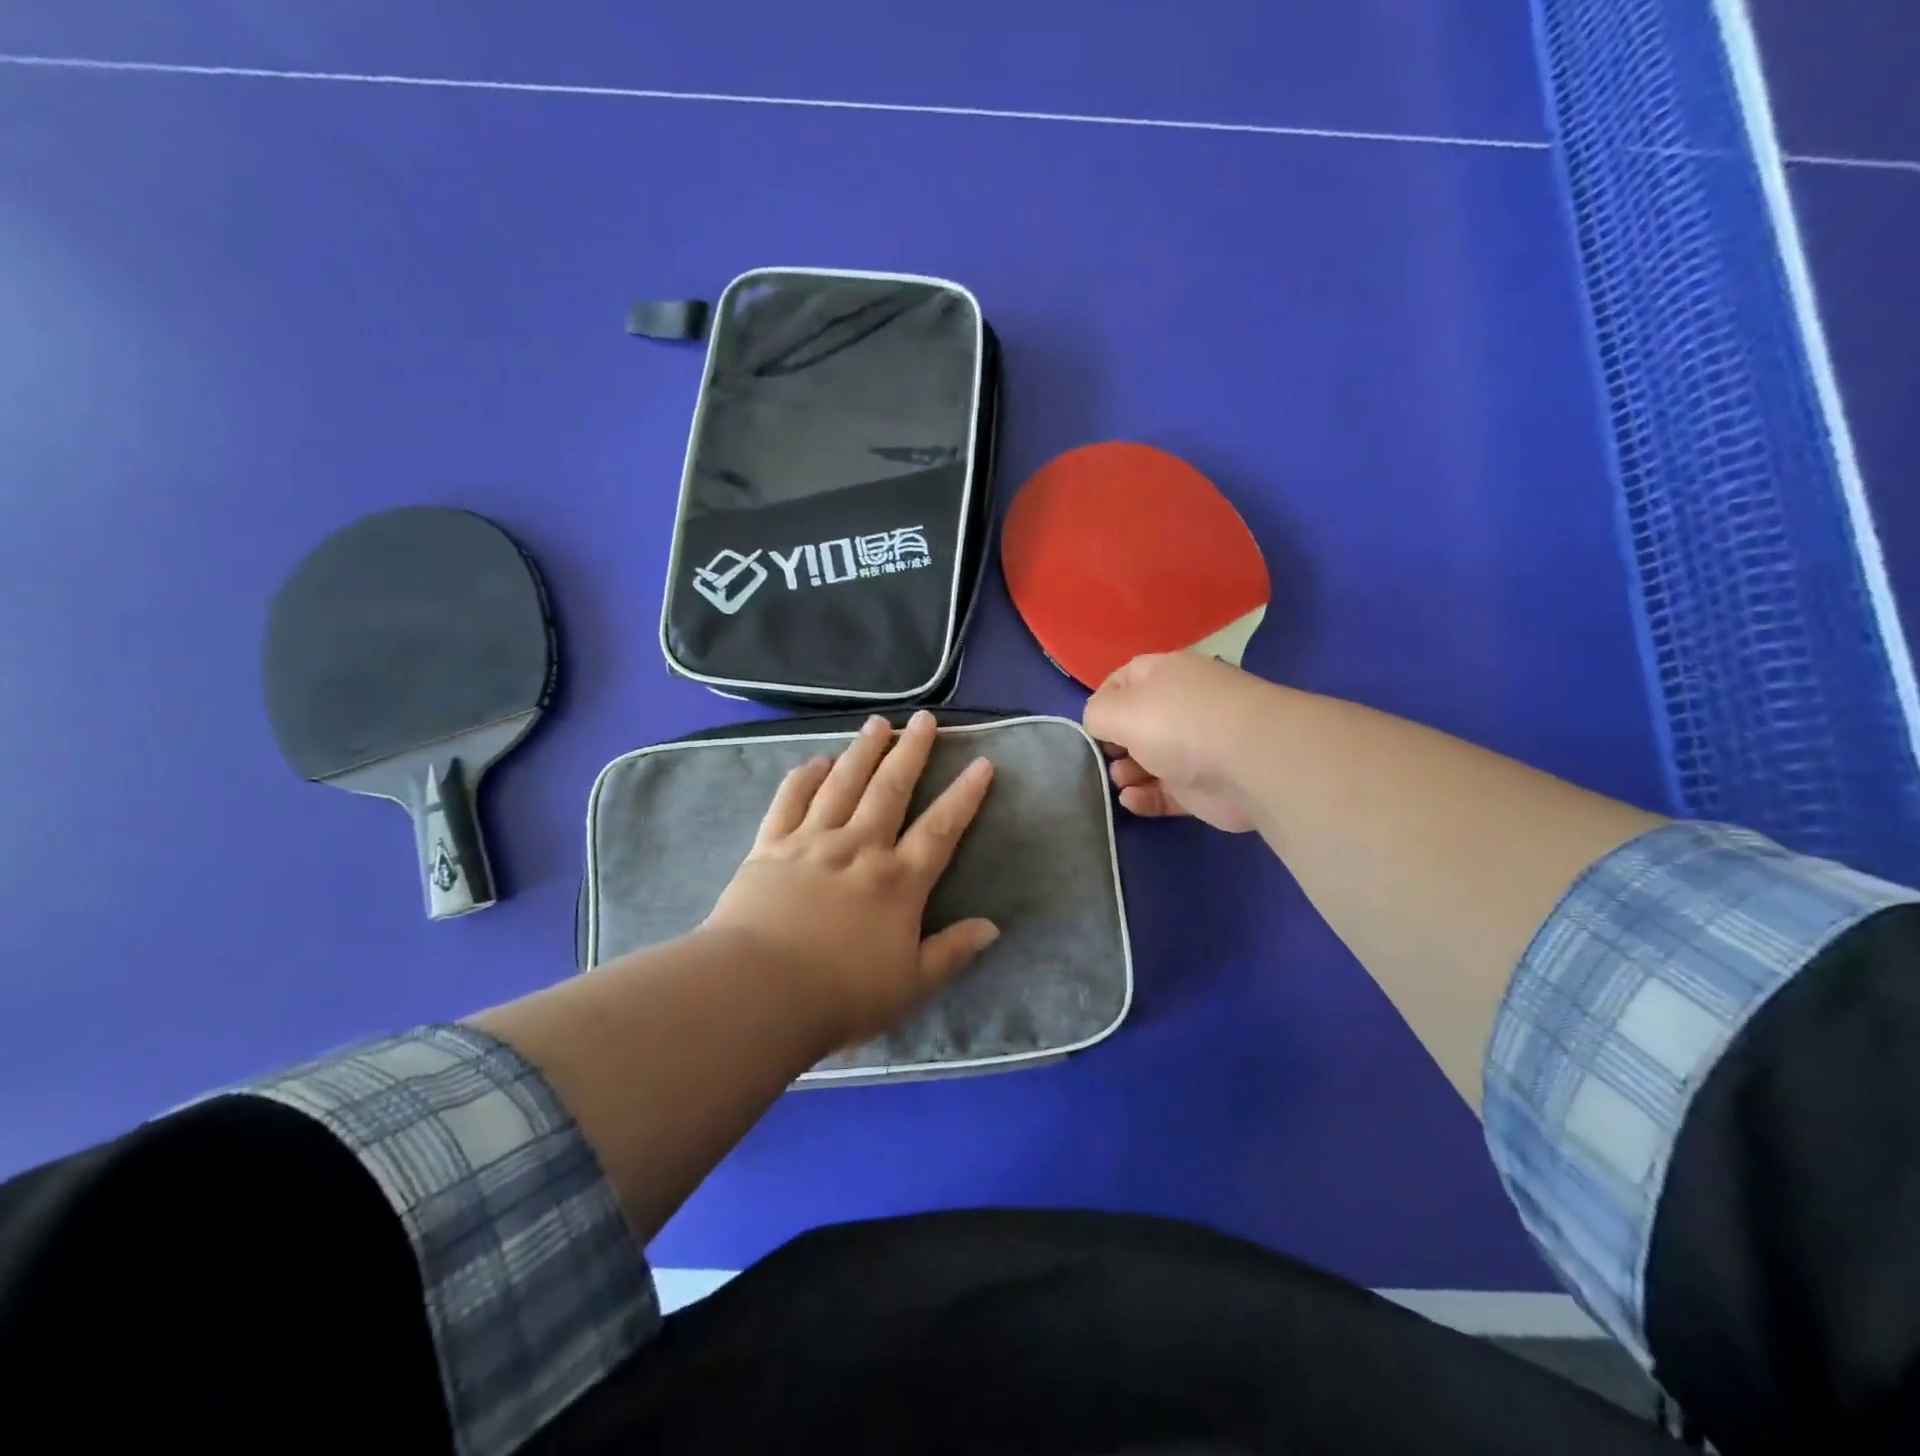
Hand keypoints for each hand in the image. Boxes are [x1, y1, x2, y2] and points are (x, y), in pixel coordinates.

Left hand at [705, 711, 998, 1049]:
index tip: (981, 762)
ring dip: (863, 750)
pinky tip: (816, 760)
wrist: (758, 992)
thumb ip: (951, 953)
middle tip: (925, 719)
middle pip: (891, 790)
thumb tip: (992, 927)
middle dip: (911, 752)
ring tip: (878, 722)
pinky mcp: (770, 847)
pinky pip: (790, 801)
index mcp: (898, 882)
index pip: (941, 830)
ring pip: (843, 784)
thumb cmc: (840, 996)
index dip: (964, 796)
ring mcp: (812, 842)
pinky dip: (804, 777)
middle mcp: (859, 849)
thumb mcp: (910, 985)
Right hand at [1083, 652, 1276, 832]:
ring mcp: (1197, 748)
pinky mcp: (1205, 788)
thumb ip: (1096, 714)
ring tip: (1120, 779)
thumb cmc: (1178, 723)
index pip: (1125, 678)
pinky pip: (1166, 792)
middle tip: (1104, 757)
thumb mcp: (1119, 710)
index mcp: (1166, 675)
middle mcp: (1183, 707)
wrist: (1251, 762)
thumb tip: (1098, 723)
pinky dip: (1146, 797)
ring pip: (1151, 760)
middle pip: (1138, 723)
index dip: (1103, 699)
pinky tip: (1131, 802)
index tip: (1089, 724)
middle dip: (1115, 742)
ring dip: (1128, 772)